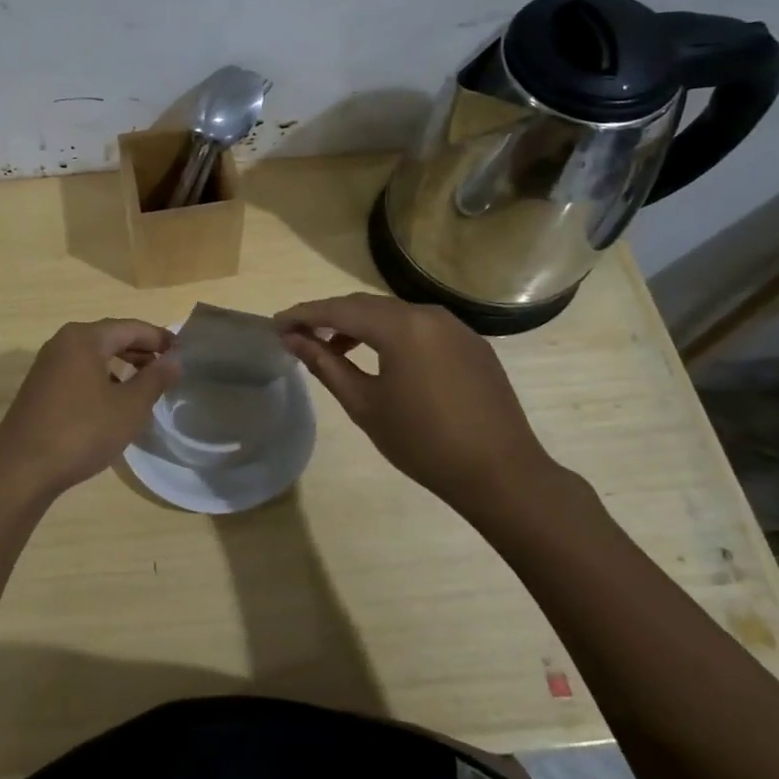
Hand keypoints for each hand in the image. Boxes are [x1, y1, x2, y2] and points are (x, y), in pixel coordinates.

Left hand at [0, 319, 178, 502]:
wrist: (21, 469)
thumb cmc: (82, 431)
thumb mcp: (129, 407)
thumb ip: (155, 379)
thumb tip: (175, 359)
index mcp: (85, 338)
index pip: (131, 327)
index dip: (160, 338)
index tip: (183, 351)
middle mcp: (63, 342)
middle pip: (111, 337)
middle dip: (141, 350)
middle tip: (169, 367)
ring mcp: (48, 365)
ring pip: (94, 356)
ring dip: (122, 365)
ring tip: (146, 385)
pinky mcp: (40, 388)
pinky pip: (79, 372)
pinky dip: (102, 378)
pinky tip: (114, 402)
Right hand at [276, 293, 583, 522]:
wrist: (501, 473)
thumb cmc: (423, 442)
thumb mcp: (365, 404)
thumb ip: (326, 364)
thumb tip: (293, 339)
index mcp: (401, 326)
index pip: (340, 309)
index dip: (304, 314)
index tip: (276, 324)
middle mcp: (428, 314)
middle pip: (366, 305)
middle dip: (330, 316)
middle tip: (299, 334)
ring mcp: (455, 327)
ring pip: (394, 314)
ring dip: (361, 325)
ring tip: (334, 349)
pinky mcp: (471, 344)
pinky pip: (420, 327)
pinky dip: (392, 334)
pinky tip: (381, 358)